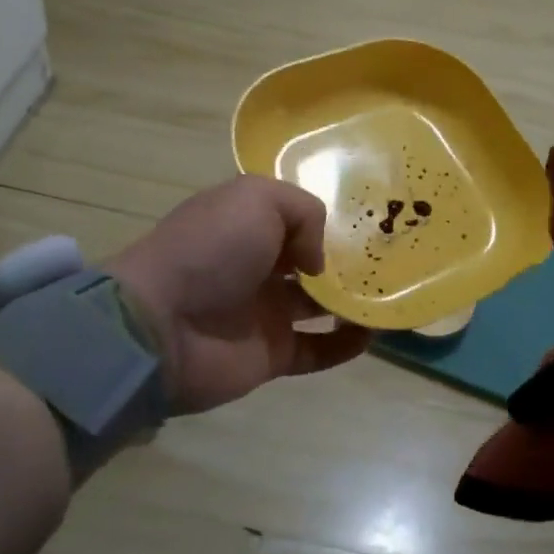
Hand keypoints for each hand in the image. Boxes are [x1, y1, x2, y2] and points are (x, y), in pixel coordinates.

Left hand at [107, 177, 369, 414]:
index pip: (297, 217)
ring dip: (354, 301)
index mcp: (249, 224)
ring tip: (392, 295)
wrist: (159, 326)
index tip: (371, 221)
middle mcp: (259, 265)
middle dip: (349, 260)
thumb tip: (319, 260)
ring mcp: (265, 312)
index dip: (331, 219)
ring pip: (320, 305)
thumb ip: (304, 212)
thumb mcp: (256, 199)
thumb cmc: (209, 249)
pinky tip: (373, 333)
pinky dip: (345, 344)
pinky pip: (317, 349)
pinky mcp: (271, 354)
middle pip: (313, 262)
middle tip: (393, 260)